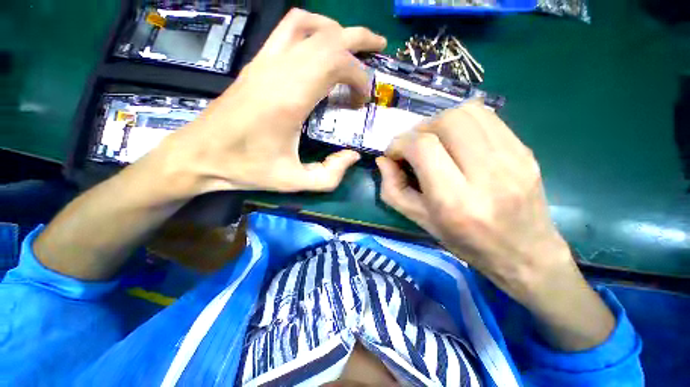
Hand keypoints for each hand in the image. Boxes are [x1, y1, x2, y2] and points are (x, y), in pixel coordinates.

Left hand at [160, 9, 385, 193]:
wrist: (200, 155)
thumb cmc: (246, 169)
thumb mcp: (293, 182)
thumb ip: (329, 175)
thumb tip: (352, 156)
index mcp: (290, 98)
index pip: (336, 63)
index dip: (359, 77)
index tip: (363, 100)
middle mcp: (278, 70)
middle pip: (328, 36)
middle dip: (359, 41)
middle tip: (379, 49)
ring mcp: (265, 61)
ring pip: (308, 24)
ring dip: (336, 30)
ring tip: (353, 45)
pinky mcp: (257, 63)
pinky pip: (288, 29)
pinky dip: (312, 28)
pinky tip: (320, 46)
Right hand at [376, 101, 614, 350]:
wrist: (527, 257)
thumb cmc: (464, 246)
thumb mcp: (417, 222)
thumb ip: (394, 188)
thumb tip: (385, 161)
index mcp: (455, 199)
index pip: (422, 146)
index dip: (401, 142)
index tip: (392, 150)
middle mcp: (486, 173)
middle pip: (446, 122)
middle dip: (419, 128)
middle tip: (411, 144)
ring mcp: (513, 158)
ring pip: (468, 112)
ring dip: (440, 121)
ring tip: (431, 140)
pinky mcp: (525, 151)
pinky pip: (488, 118)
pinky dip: (462, 122)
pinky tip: (455, 140)